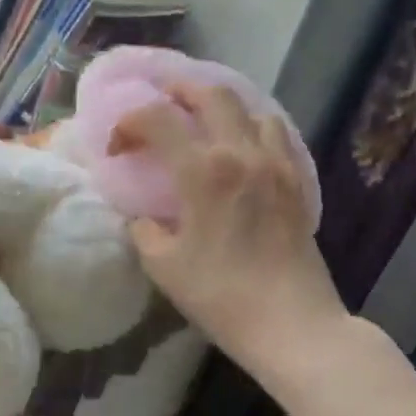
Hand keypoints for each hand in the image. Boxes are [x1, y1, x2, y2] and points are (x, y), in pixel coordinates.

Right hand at [110, 84, 346, 367]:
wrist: (292, 325)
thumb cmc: (221, 295)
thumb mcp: (163, 265)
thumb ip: (144, 230)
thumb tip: (143, 217)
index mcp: (202, 171)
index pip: (157, 118)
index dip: (128, 124)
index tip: (117, 149)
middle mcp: (241, 154)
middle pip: (211, 94)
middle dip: (178, 91)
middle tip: (159, 103)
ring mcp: (276, 164)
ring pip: (250, 108)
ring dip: (219, 105)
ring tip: (201, 121)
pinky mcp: (297, 181)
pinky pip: (276, 133)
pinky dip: (252, 125)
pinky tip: (241, 146)